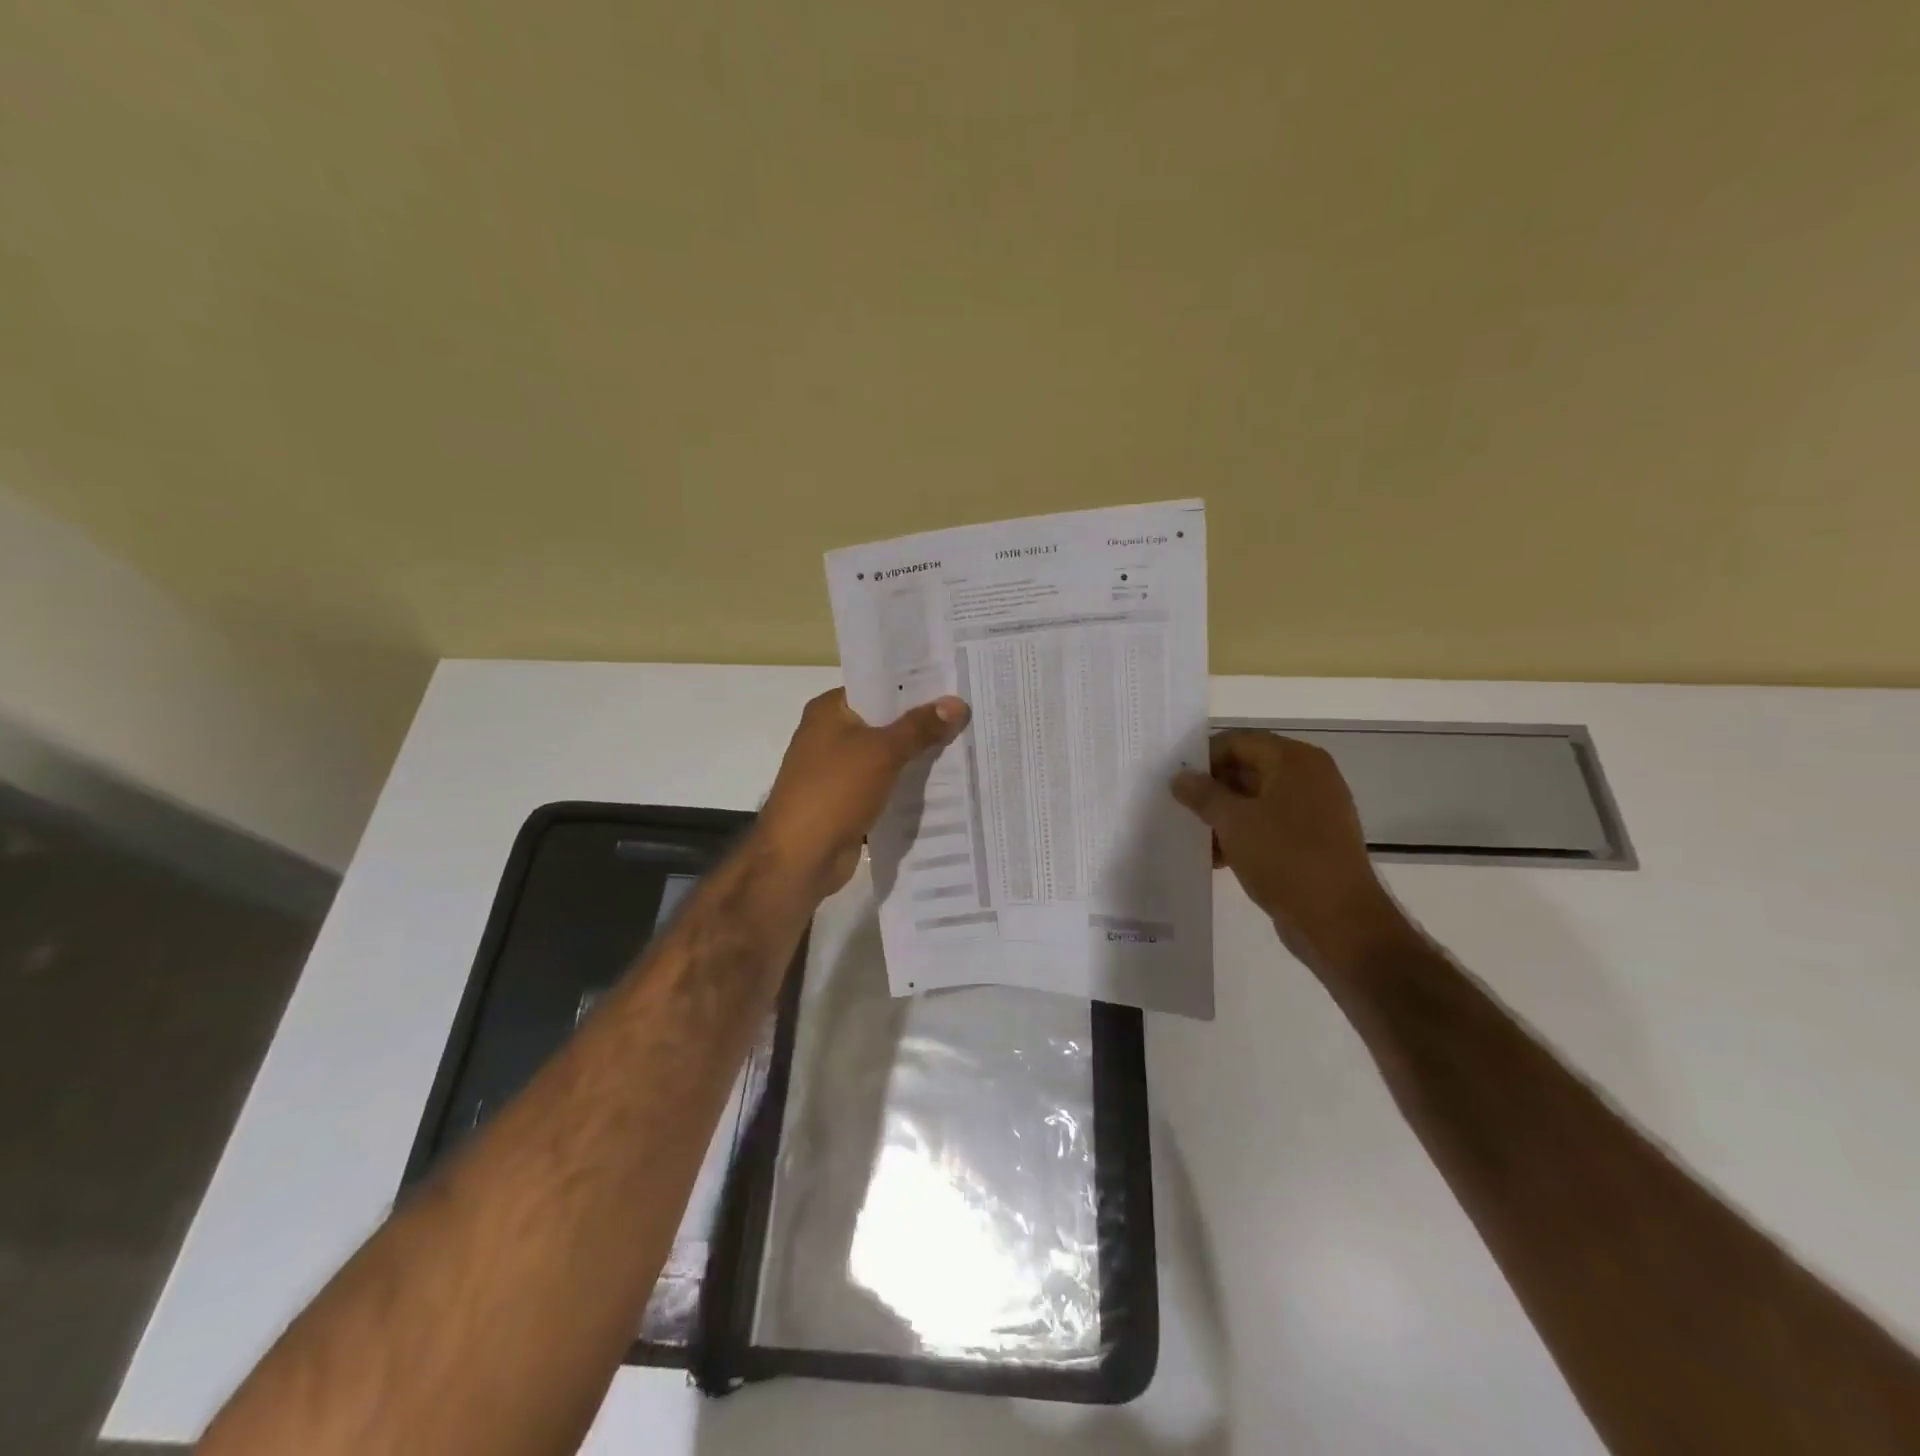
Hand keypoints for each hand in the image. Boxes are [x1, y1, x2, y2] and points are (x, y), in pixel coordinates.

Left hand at [759, 688, 969, 898]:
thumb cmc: (835, 791)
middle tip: (970, 714)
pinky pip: (884, 783)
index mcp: (830, 710)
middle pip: (885, 720)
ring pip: (887, 754)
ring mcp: (838, 769)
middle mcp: (831, 734)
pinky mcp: (847, 799)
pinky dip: (906, 783)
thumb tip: (957, 703)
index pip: (878, 686)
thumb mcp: (882, 752)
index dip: (915, 686)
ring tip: (966, 744)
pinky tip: (943, 782)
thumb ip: (920, 728)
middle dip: (923, 722)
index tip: (954, 685)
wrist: (800, 857)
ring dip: (918, 755)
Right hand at [1171, 731, 1414, 976]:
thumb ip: (1203, 794)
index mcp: (1295, 761)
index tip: (1175, 780)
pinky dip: (1244, 834)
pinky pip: (1270, 824)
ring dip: (1224, 815)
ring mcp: (1315, 809)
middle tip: (1179, 808)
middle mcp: (1309, 777)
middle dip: (1212, 789)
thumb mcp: (1233, 822)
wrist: (1338, 920)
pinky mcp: (1314, 839)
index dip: (1203, 758)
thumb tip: (1180, 777)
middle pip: (1248, 768)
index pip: (1238, 742)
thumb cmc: (1285, 859)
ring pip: (1256, 799)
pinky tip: (1219, 858)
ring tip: (1196, 838)